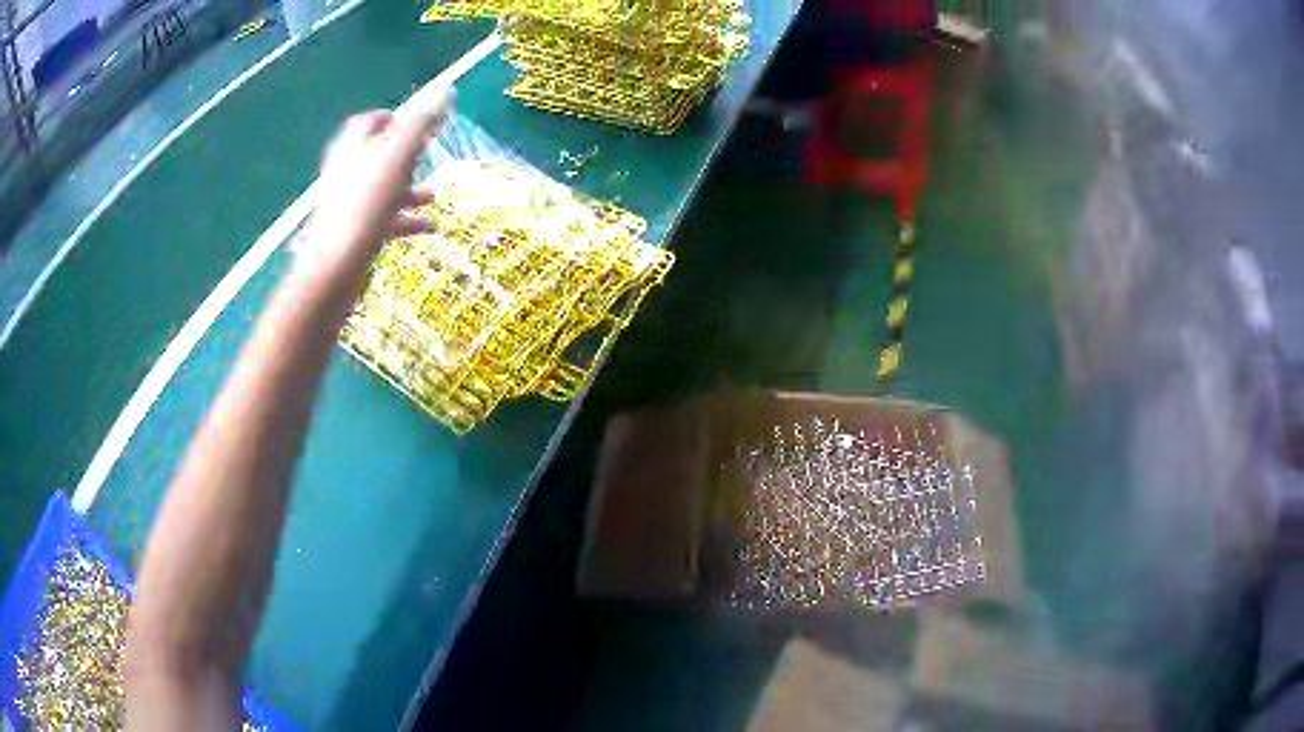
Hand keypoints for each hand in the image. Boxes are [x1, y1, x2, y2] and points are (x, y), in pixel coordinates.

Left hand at [295, 90, 454, 284]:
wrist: (336, 265)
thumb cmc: (366, 205)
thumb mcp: (398, 157)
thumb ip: (422, 124)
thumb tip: (447, 91)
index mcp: (351, 147)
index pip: (369, 121)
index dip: (392, 117)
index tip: (416, 122)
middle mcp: (345, 171)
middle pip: (376, 154)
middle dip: (405, 154)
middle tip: (427, 156)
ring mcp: (347, 202)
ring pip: (381, 187)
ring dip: (409, 188)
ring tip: (434, 194)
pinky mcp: (352, 231)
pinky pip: (382, 217)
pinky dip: (405, 218)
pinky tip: (429, 227)